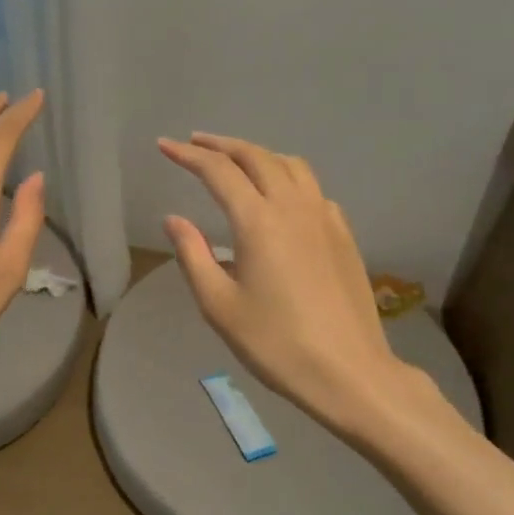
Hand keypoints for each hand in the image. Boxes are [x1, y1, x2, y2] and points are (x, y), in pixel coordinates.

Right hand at [158, 133, 438, 439]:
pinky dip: (288, 177)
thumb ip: (193, 255)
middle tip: (196, 143)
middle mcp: (293, 207)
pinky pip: (312, 188)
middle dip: (222, 145)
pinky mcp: (343, 234)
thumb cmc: (276, 343)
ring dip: (258, 154)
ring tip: (237, 161)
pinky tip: (281, 197)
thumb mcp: (220, 305)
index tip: (164, 145)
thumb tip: (174, 219)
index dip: (188, 155)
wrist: (349, 371)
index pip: (218, 171)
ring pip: (290, 165)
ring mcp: (324, 217)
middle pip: (256, 156)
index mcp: (259, 221)